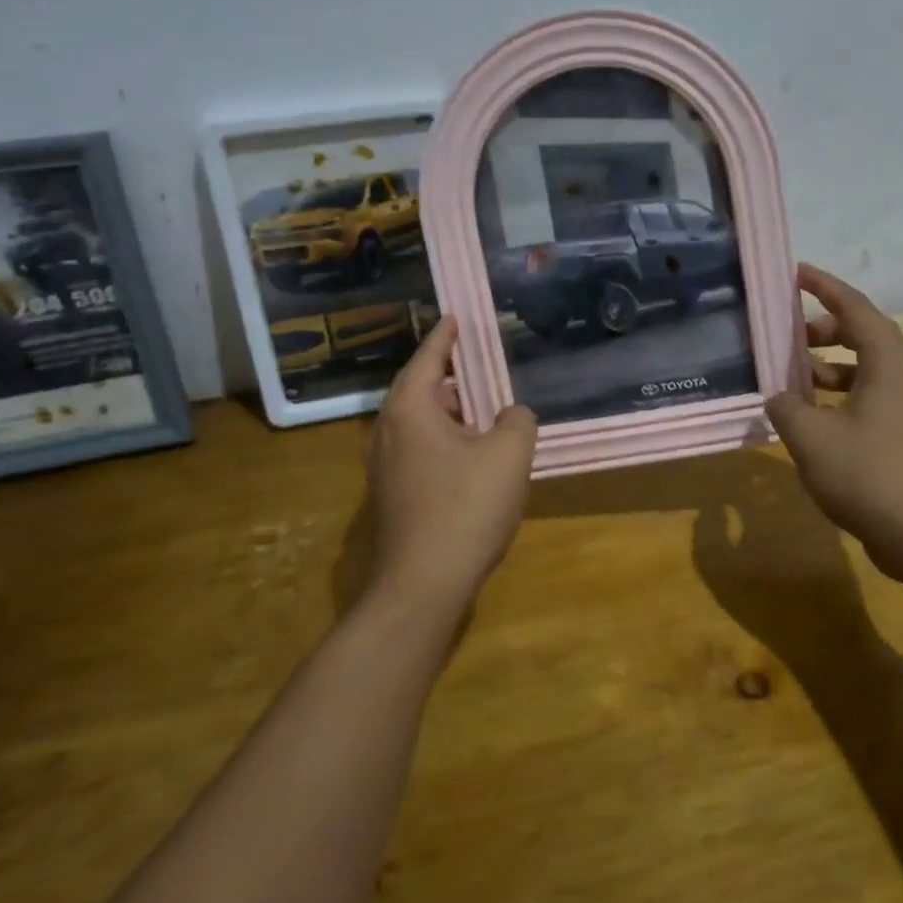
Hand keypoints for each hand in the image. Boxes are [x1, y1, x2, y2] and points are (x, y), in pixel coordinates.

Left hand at [365, 315, 537, 605]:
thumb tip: (511, 415)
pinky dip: (444, 441)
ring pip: (419, 425)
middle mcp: (387, 432)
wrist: (423, 584)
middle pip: (419, 391)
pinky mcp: (392, 497)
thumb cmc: (465, 507)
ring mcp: (384, 468)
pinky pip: (419, 451)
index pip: (427, 359)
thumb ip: (517, 420)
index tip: (455, 317)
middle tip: (480, 369)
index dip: (444, 337)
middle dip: (450, 379)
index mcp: (409, 410)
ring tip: (484, 413)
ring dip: (449, 414)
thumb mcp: (509, 454)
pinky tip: (472, 459)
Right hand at [766, 264, 902, 574]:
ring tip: (791, 379)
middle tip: (789, 335)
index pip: (855, 307)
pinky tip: (810, 419)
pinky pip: (868, 398)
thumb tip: (779, 398)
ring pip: (865, 370)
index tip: (796, 273)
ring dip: (829, 367)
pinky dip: (838, 396)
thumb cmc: (867, 473)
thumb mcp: (810, 436)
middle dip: (824, 329)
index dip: (824, 286)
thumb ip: (786, 406)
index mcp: (888, 363)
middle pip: (863, 335)